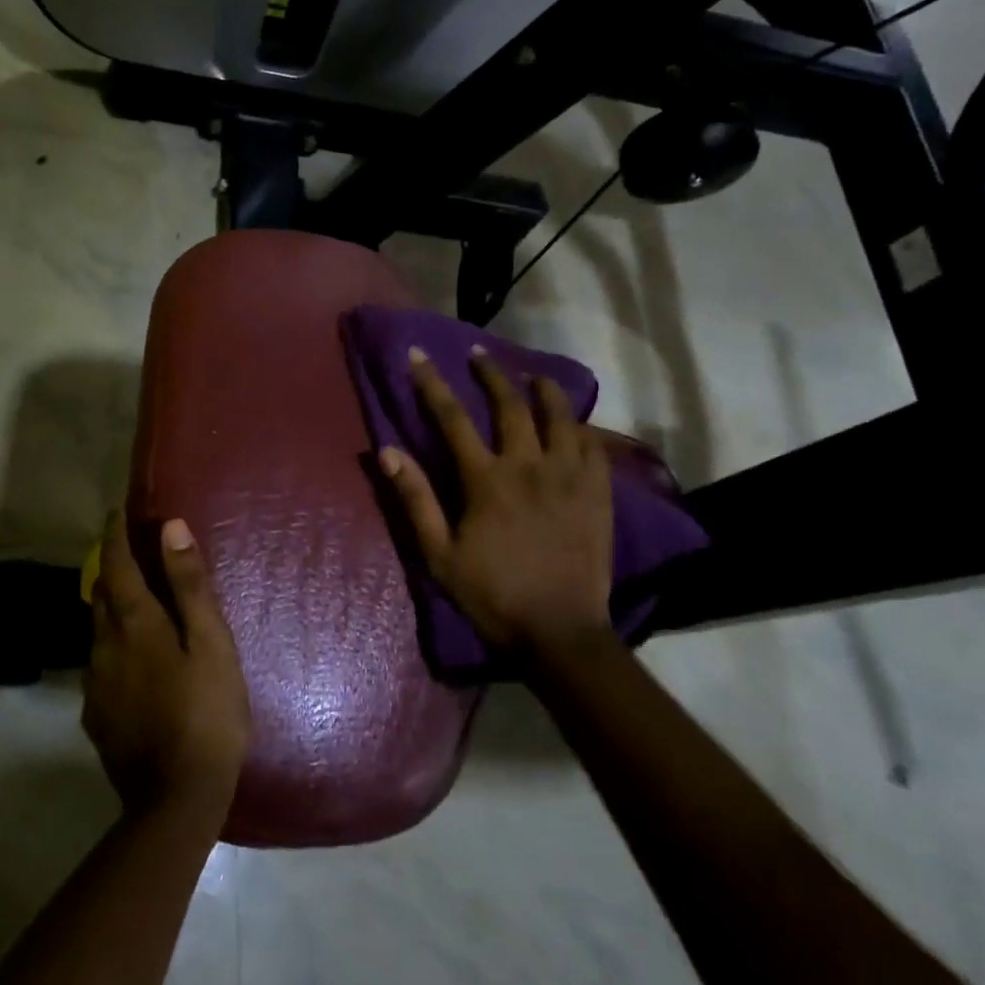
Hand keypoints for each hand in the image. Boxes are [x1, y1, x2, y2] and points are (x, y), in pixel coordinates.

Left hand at [84, 512, 251, 824]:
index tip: (118, 513)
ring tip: (139, 603)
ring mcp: (96, 684)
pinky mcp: (97, 715)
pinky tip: (137, 660)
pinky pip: (101, 664)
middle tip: (132, 553)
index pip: (114, 565)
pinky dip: (115, 644)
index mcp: (134, 624)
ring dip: (113, 608)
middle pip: (99, 595)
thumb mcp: (211, 643)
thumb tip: (171, 527)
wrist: (176, 799)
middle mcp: (104, 647)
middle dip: (112, 568)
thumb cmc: (206, 711)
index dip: (115, 536)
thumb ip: (190, 585)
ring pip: (98, 631)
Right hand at [378, 346, 615, 658]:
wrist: (559, 631)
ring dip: (543, 389)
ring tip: (532, 376)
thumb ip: (415, 500)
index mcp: (486, 480)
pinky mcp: (598, 492)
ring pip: (559, 416)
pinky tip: (573, 422)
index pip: (452, 418)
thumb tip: (386, 452)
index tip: (418, 354)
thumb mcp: (439, 555)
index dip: (432, 383)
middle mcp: (529, 465)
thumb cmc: (492, 595)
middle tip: (479, 353)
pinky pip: (592, 444)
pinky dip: (579, 426)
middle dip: (491, 373)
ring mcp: (569, 476)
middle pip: (510, 404)